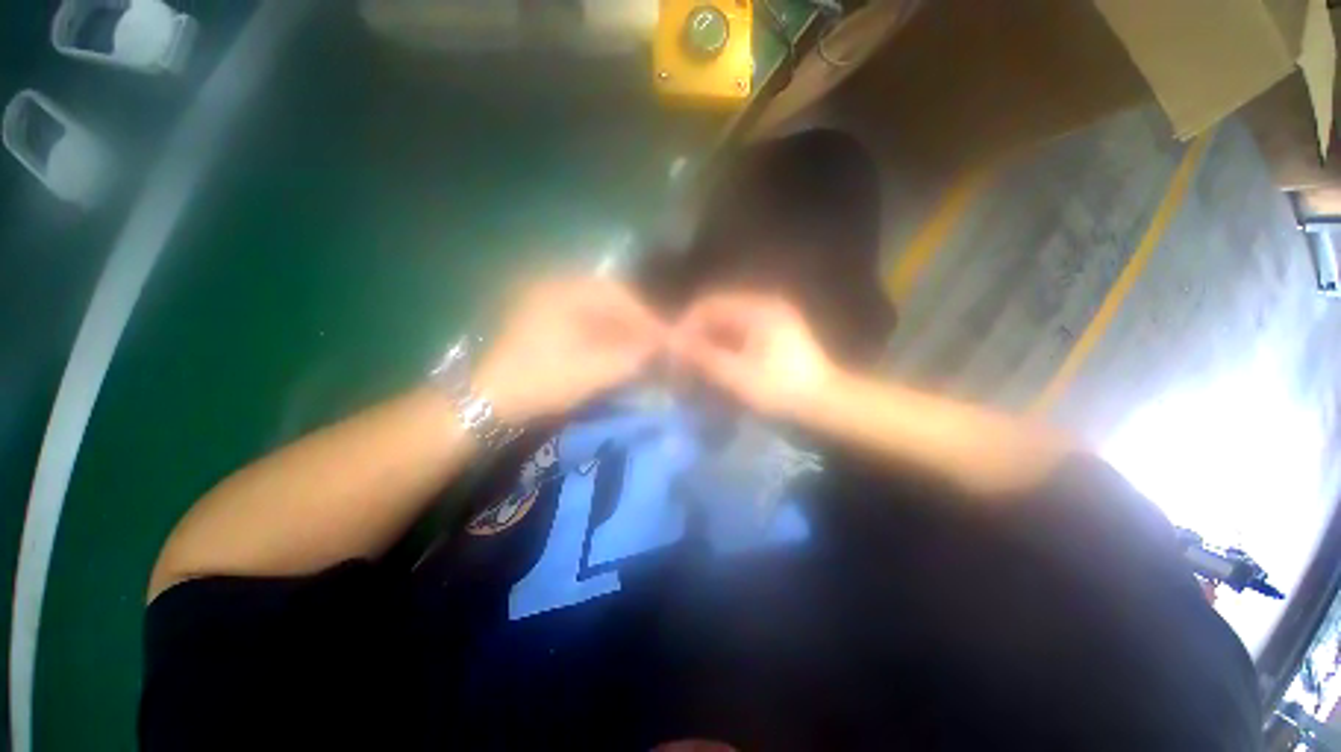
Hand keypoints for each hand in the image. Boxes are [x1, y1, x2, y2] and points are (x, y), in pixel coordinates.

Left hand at [474, 276, 667, 423]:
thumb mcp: (592, 371)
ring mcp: (546, 305)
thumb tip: (661, 347)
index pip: (618, 295)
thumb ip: (632, 356)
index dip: (645, 316)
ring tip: (639, 350)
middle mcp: (554, 289)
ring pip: (596, 312)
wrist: (486, 402)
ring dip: (620, 330)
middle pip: (608, 300)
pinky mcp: (543, 323)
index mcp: (563, 291)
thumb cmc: (541, 380)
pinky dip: (603, 336)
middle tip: (654, 344)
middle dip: (634, 323)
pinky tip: (615, 351)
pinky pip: (583, 322)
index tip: (665, 337)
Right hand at [672, 291, 836, 416]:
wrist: (827, 405)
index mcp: (757, 308)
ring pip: (728, 327)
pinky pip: (740, 337)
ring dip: (709, 345)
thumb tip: (673, 343)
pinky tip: (717, 368)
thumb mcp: (738, 375)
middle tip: (682, 360)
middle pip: (718, 315)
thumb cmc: (783, 390)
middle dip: (697, 336)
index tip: (672, 347)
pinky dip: (724, 351)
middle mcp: (764, 306)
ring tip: (696, 368)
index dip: (687, 324)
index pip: (709, 305)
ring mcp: (771, 321)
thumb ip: (704, 356)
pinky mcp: (774, 336)